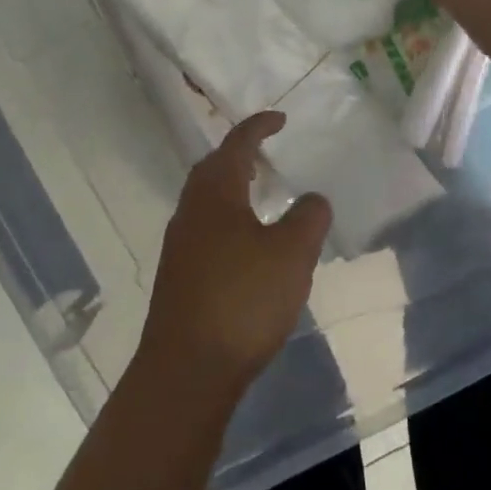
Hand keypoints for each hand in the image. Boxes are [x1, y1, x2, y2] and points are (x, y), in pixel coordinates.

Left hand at [134, 112, 330, 402]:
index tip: (279, 119)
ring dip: (231, 188)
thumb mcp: (291, 254)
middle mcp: (191, 210)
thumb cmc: (243, 300)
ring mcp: (180, 244)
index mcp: (215, 193)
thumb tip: (312, 198)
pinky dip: (227, 219)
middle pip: (213, 168)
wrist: (186, 371)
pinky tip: (247, 246)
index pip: (236, 144)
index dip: (258, 127)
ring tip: (260, 197)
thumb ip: (308, 218)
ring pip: (206, 200)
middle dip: (238, 155)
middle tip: (266, 155)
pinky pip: (204, 228)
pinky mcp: (179, 276)